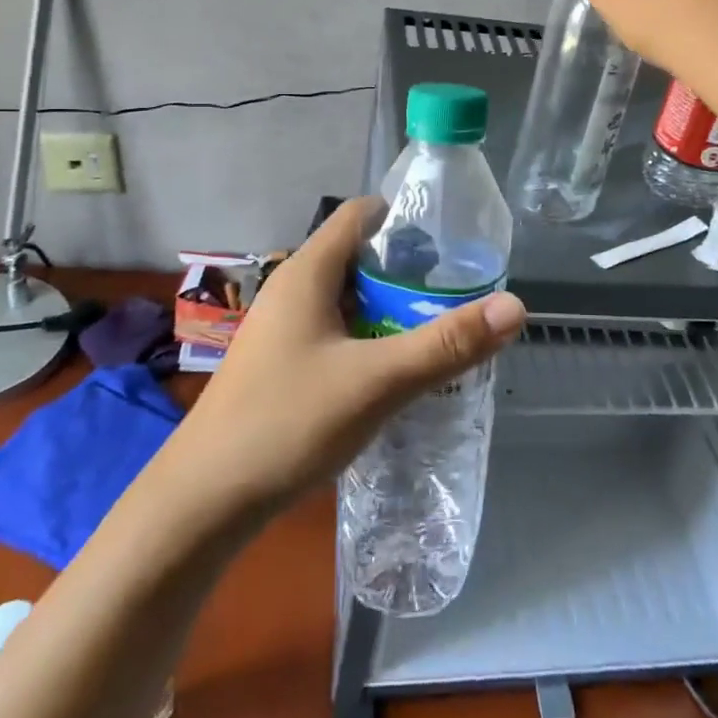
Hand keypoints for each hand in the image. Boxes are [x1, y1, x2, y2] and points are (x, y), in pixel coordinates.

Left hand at [166, 199, 526, 513]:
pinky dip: (369, 338)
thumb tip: (516, 306)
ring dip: (391, 308)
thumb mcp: (377, 381)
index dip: (408, 218)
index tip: (454, 243)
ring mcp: (283, 329)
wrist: (202, 502)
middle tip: (459, 293)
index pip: (362, 214)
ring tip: (439, 330)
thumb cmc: (287, 423)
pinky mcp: (281, 364)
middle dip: (410, 271)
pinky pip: (336, 332)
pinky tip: (395, 370)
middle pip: (359, 257)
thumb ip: (446, 343)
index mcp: (308, 272)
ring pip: (349, 299)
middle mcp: (292, 289)